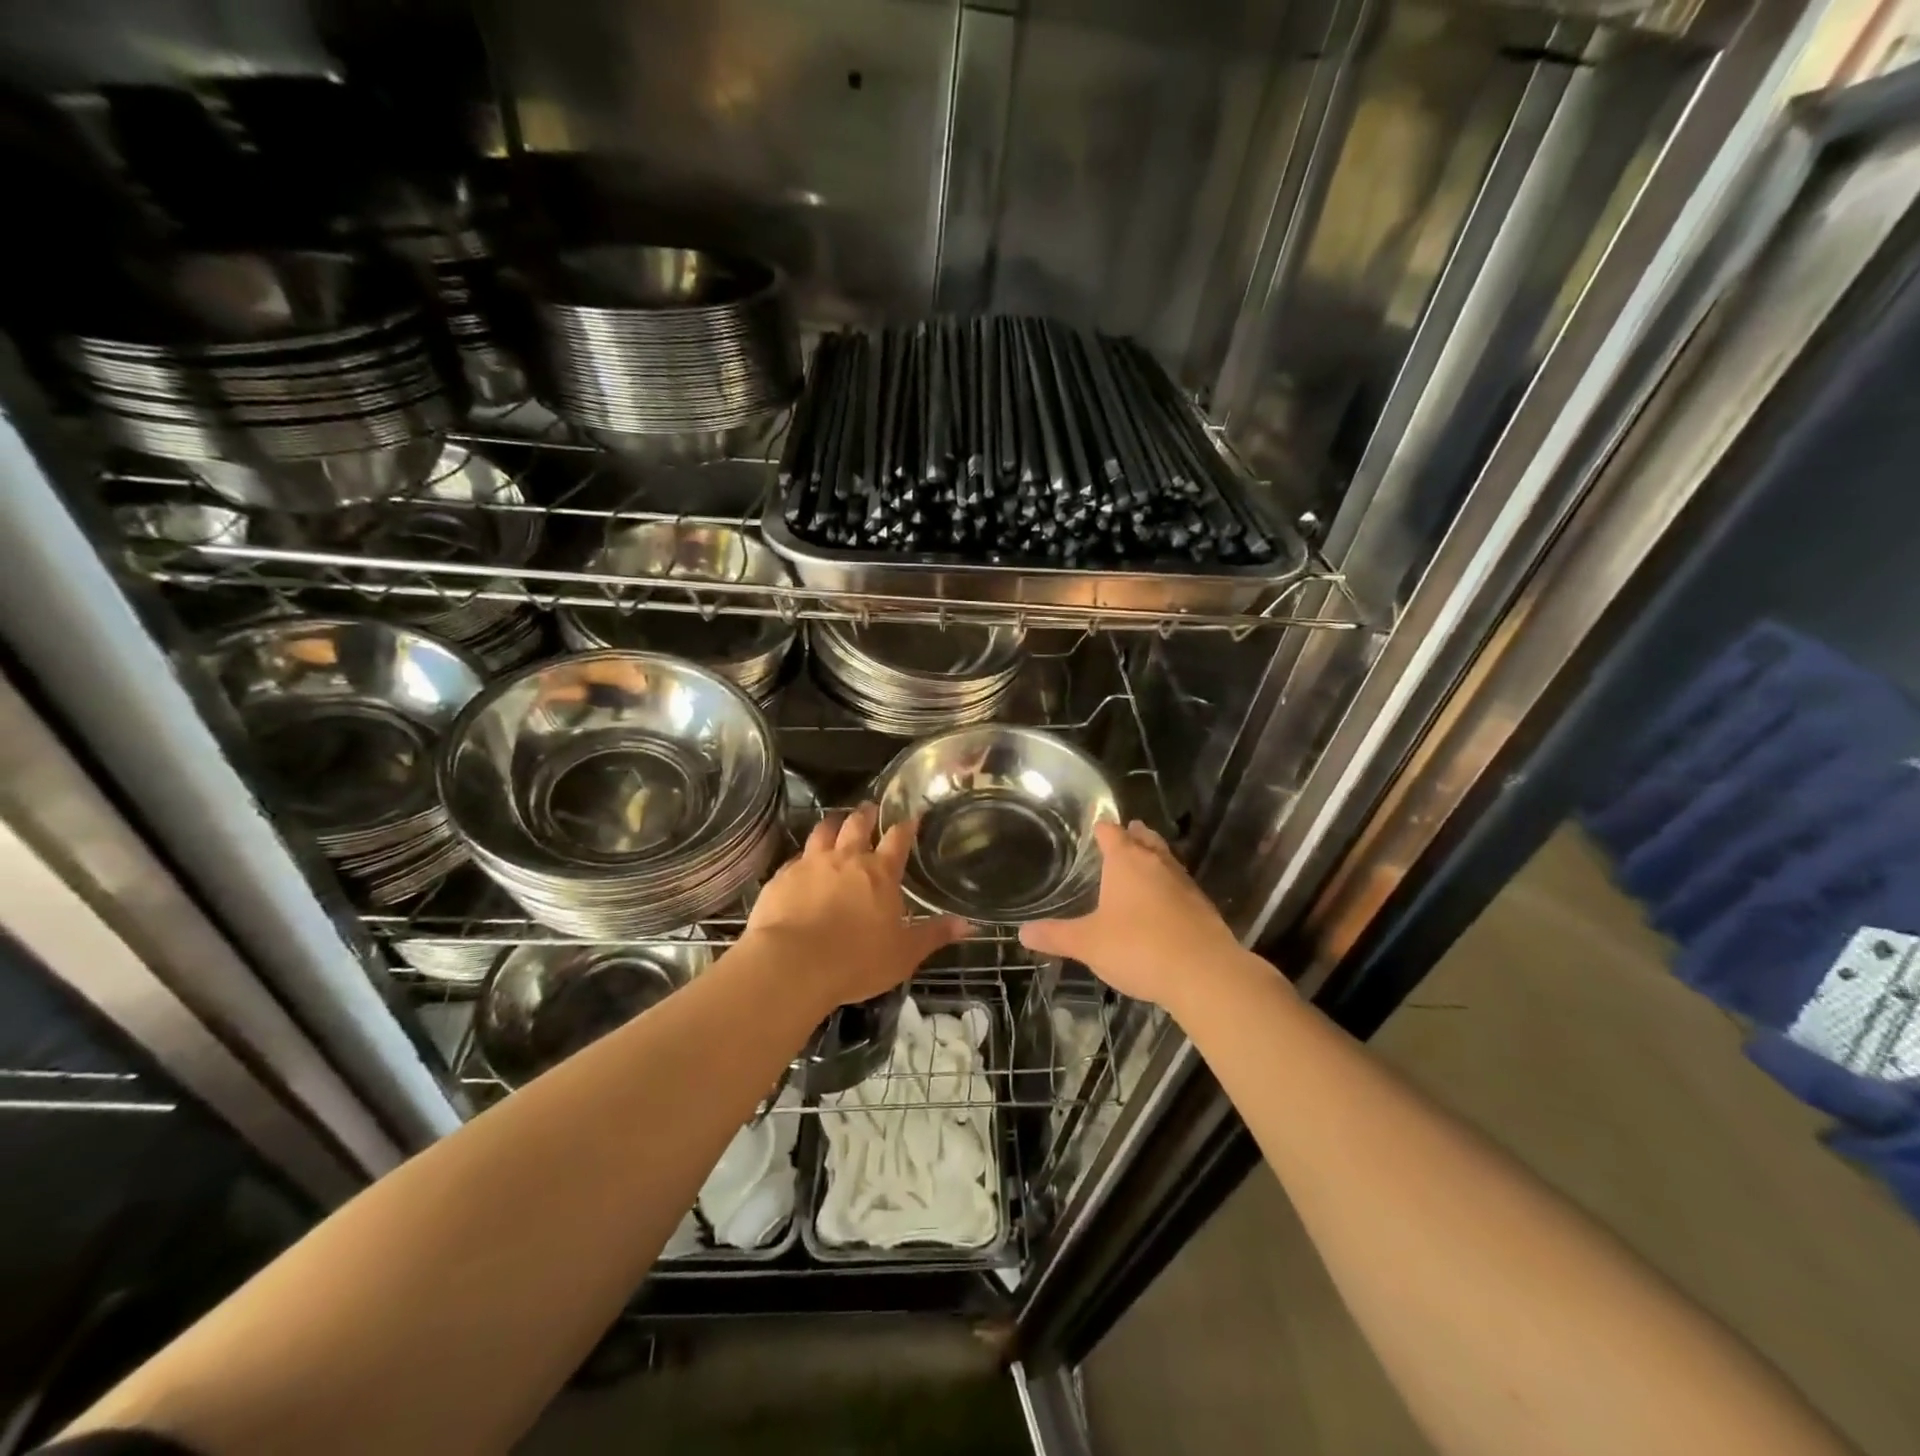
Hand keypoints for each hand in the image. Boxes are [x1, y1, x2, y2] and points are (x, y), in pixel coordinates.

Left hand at [744, 804, 967, 1010]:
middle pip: (857, 824)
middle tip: (870, 808)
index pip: (897, 839)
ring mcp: (811, 864)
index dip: (906, 826)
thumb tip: (969, 924)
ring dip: (832, 823)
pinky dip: (802, 856)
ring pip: (822, 832)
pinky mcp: (782, 877)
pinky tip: (801, 862)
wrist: (793, 964)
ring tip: (835, 820)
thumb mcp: (904, 954)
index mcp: (880, 873)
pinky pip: (795, 858)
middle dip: (866, 814)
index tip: (911, 816)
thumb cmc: (857, 961)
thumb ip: (934, 935)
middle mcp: (846, 859)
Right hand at [1020, 820, 1249, 1007]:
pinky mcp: (1203, 908)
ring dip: (1155, 858)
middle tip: (1127, 832)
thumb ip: (1056, 936)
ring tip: (1144, 861)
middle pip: (1145, 839)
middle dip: (1134, 835)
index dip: (1102, 828)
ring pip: (1166, 860)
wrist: (1204, 974)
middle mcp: (1157, 864)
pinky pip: (1180, 887)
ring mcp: (1184, 884)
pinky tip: (1165, 903)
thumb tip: (1022, 932)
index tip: (1096, 826)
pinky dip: (1169, 887)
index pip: (1112, 833)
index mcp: (1126, 862)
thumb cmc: (1138, 947)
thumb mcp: (1088, 944)